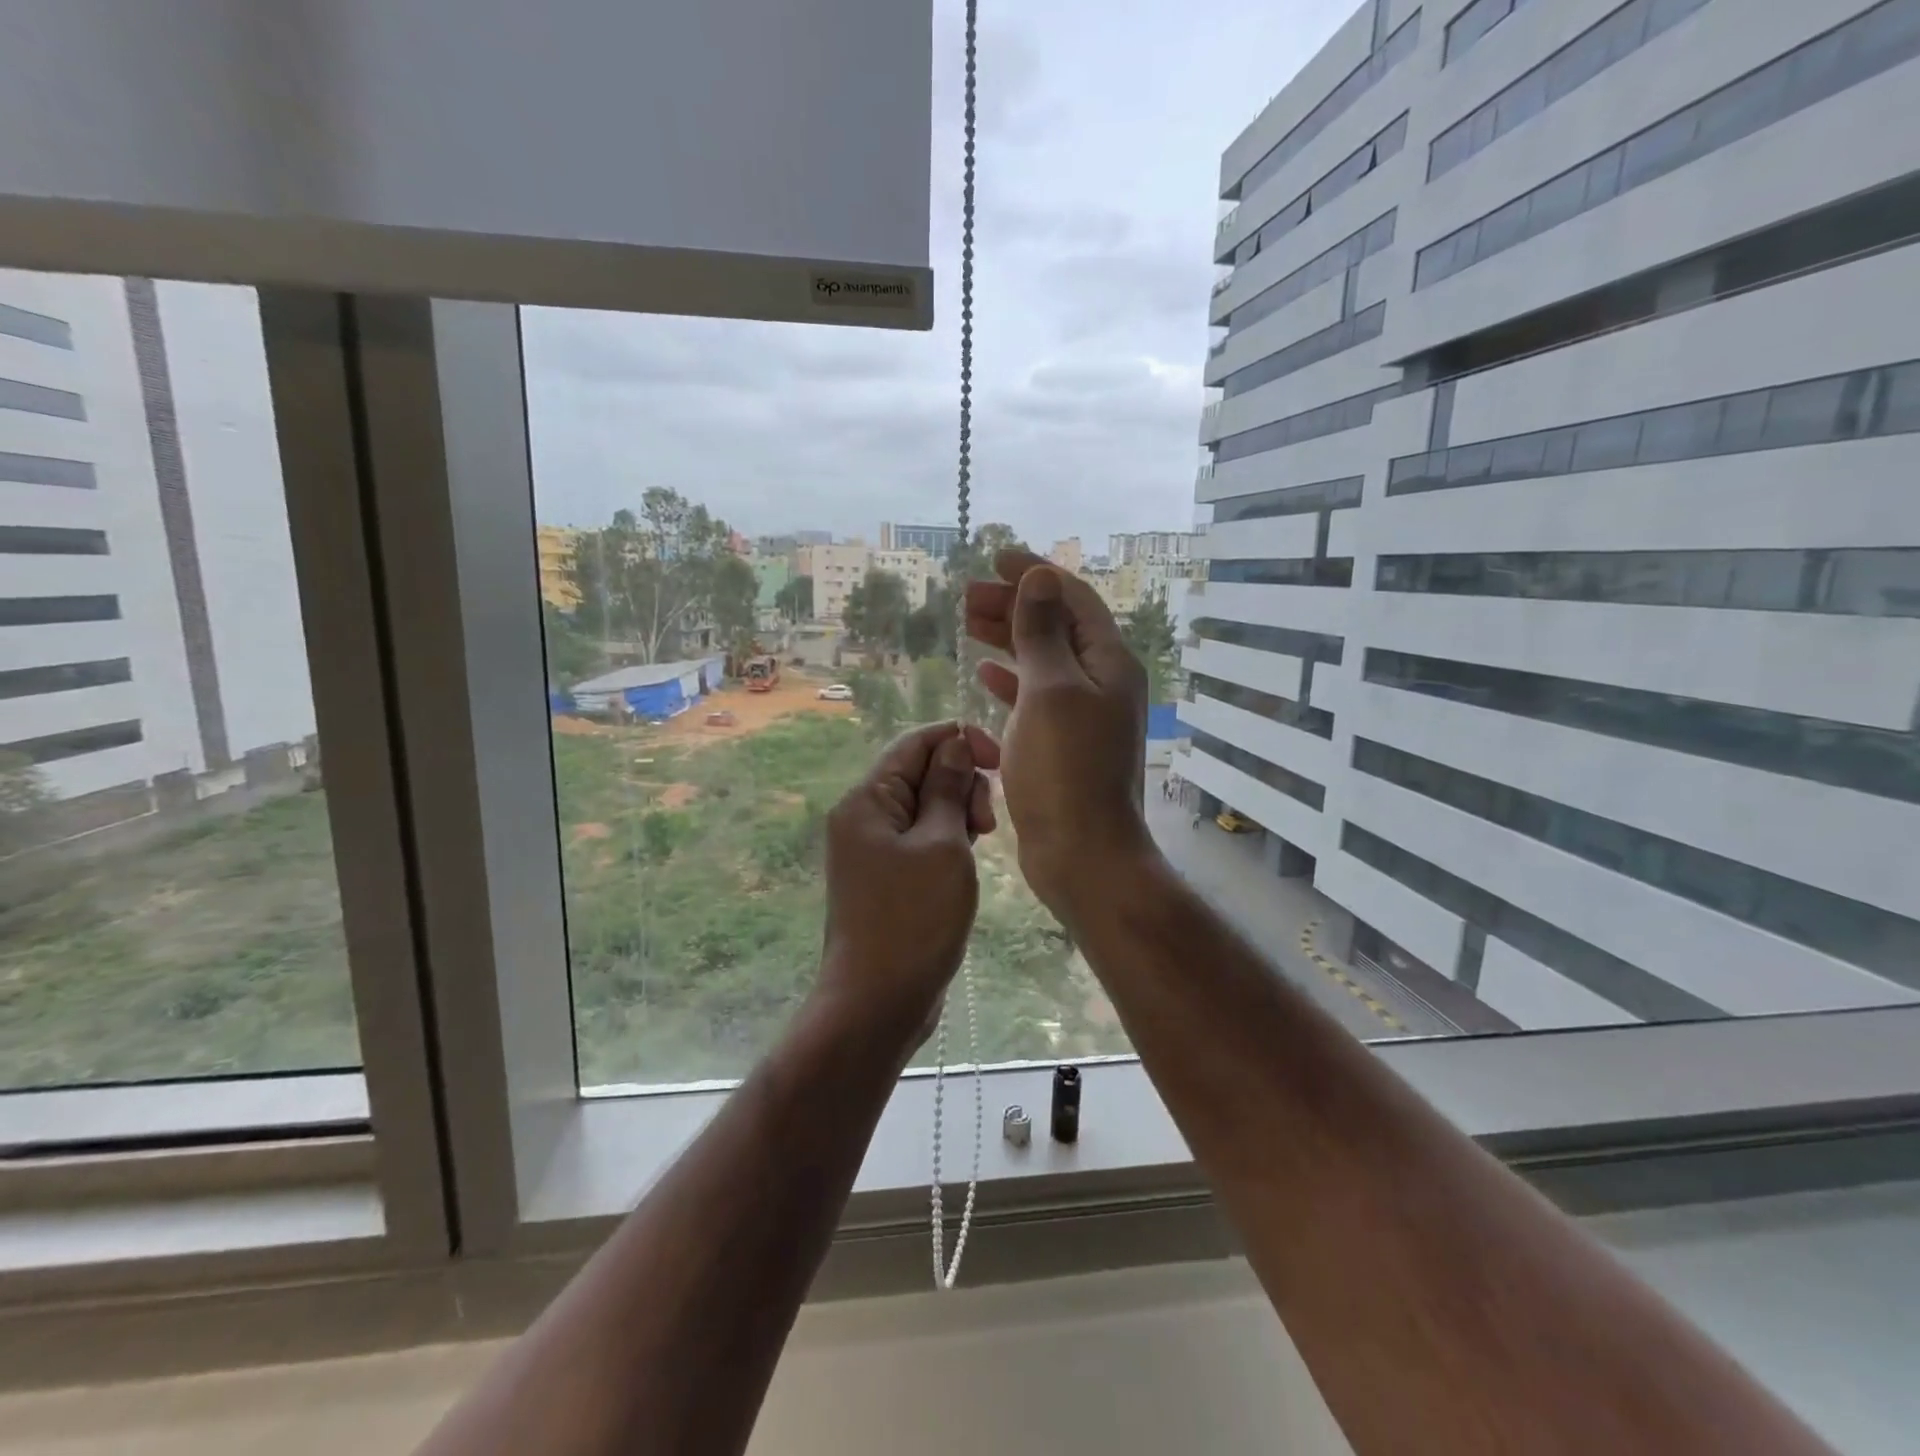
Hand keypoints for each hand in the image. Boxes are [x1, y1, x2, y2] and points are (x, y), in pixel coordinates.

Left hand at [816, 721, 999, 1049]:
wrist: (877, 1002)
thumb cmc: (913, 919)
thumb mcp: (942, 846)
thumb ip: (948, 789)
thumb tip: (955, 744)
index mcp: (868, 800)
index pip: (915, 743)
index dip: (959, 740)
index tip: (999, 761)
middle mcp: (864, 817)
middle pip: (920, 773)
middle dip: (961, 783)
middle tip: (986, 824)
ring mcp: (873, 850)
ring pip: (925, 807)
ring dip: (958, 814)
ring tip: (980, 843)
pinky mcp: (887, 877)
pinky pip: (921, 839)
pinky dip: (948, 841)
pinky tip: (966, 861)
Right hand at [964, 549, 1157, 926]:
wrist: (1083, 852)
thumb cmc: (1065, 768)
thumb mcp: (1051, 690)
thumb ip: (1043, 632)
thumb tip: (1040, 577)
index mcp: (1108, 662)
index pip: (1073, 599)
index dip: (1035, 574)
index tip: (995, 558)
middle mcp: (1102, 682)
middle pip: (1057, 626)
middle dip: (1016, 605)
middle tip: (968, 595)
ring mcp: (1084, 715)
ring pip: (1044, 660)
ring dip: (1009, 639)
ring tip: (970, 624)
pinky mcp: (1065, 743)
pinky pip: (1037, 696)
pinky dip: (1012, 680)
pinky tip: (986, 674)